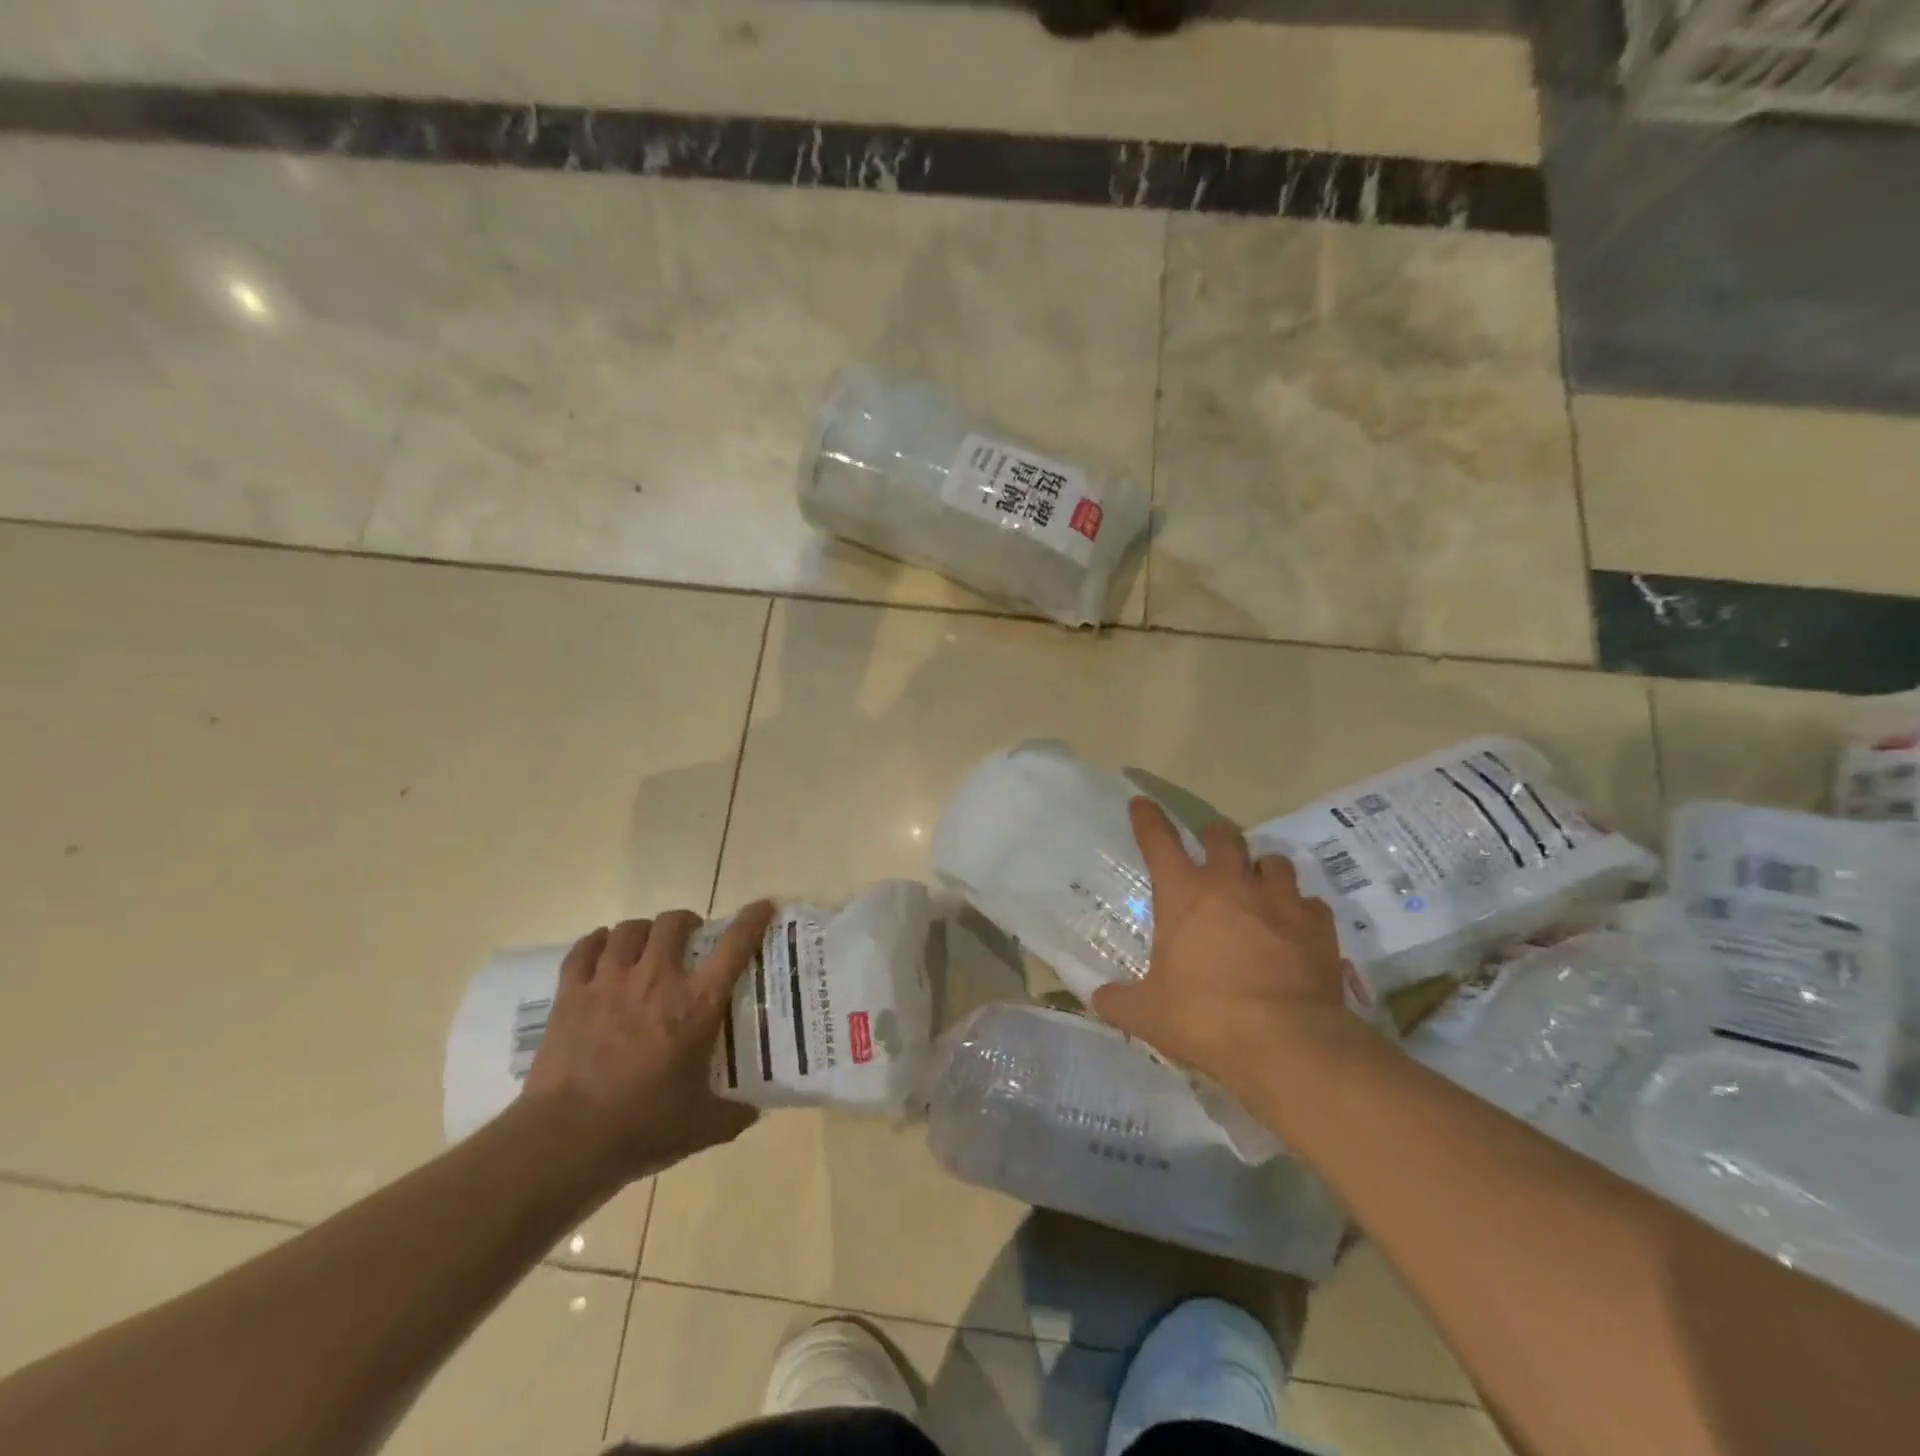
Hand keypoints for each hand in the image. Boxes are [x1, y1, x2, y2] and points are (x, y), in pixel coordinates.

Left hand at [521, 904, 774, 1188]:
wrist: (565, 1141)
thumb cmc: (642, 1128)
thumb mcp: (702, 1126)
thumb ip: (734, 1114)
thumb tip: (754, 1111)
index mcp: (697, 1004)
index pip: (734, 945)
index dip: (752, 920)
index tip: (762, 908)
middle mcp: (657, 980)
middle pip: (673, 923)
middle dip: (685, 922)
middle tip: (689, 938)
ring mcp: (610, 982)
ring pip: (629, 930)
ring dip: (643, 931)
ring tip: (645, 945)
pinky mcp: (571, 995)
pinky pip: (584, 950)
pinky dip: (597, 942)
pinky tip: (602, 948)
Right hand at [1092, 799, 1368, 1101]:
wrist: (1287, 1042)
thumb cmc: (1204, 1018)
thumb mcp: (1148, 1015)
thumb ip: (1119, 1001)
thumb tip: (1097, 999)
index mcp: (1184, 895)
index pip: (1159, 841)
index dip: (1148, 819)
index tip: (1142, 803)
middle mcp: (1232, 885)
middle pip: (1224, 837)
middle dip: (1215, 837)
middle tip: (1211, 850)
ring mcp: (1280, 901)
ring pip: (1274, 862)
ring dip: (1262, 870)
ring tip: (1259, 887)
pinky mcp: (1318, 925)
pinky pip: (1309, 903)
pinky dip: (1300, 910)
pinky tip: (1295, 928)